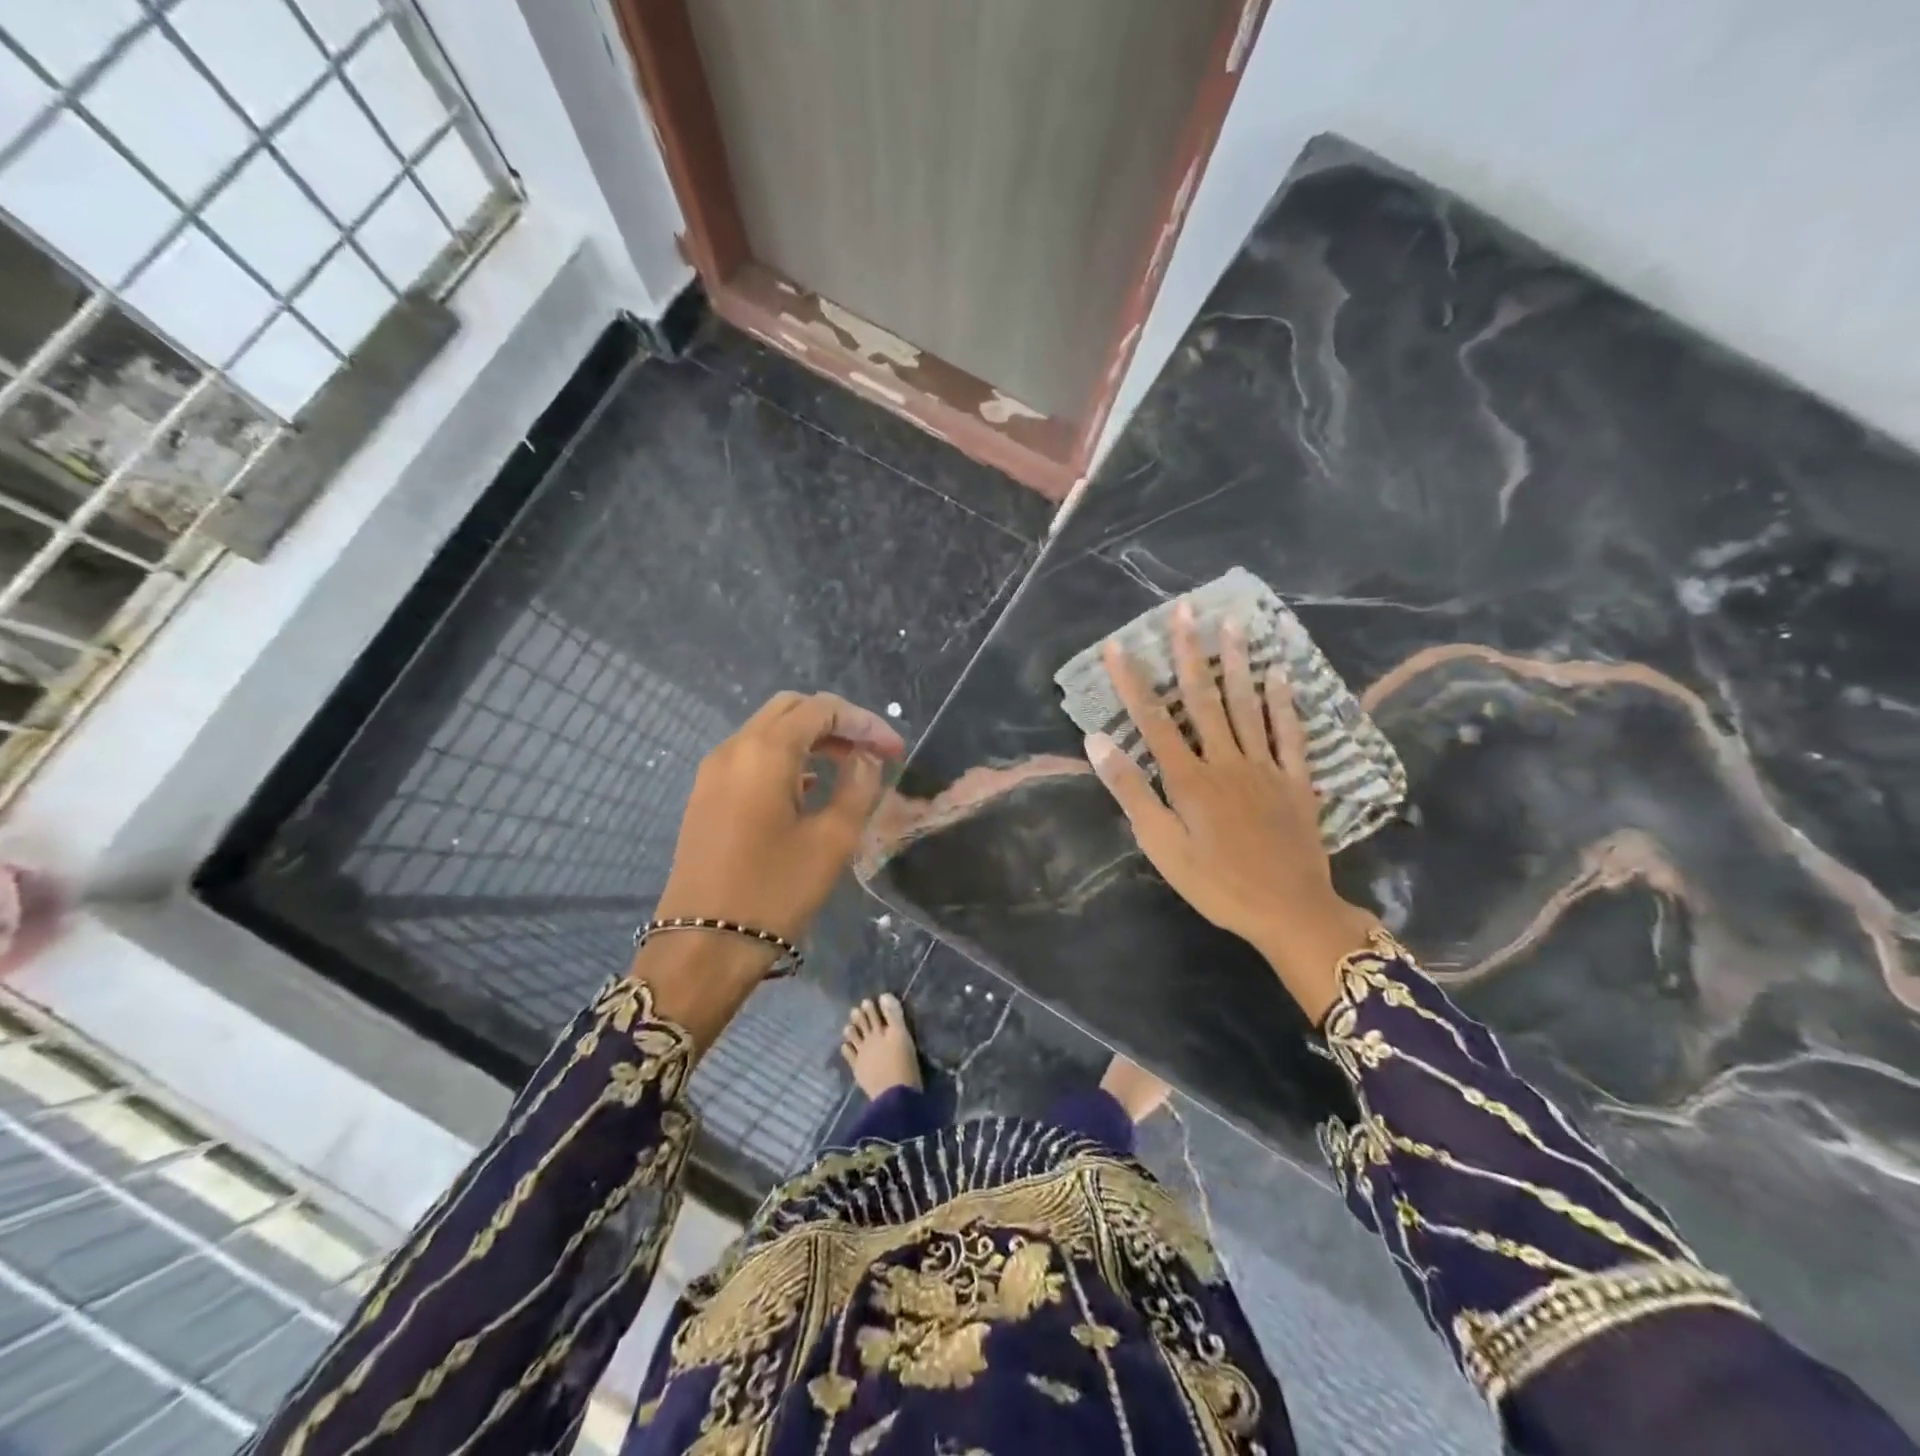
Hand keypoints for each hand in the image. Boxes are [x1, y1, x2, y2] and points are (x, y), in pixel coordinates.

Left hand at [654, 691, 905, 973]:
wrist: (703, 945)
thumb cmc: (774, 892)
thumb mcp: (832, 840)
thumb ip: (858, 787)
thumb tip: (866, 759)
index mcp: (765, 752)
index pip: (822, 709)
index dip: (865, 723)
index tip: (895, 751)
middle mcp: (734, 748)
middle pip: (791, 709)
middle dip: (837, 723)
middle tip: (871, 753)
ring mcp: (714, 771)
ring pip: (769, 731)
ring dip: (811, 739)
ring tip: (849, 768)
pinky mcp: (707, 795)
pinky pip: (752, 757)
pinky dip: (786, 758)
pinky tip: (810, 788)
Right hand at [1084, 599, 1378, 1022]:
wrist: (1288, 911)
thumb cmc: (1215, 883)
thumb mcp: (1161, 845)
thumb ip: (1131, 791)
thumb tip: (1096, 741)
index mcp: (1187, 778)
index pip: (1153, 720)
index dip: (1133, 681)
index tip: (1118, 646)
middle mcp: (1225, 761)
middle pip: (1203, 699)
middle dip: (1189, 653)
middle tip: (1185, 610)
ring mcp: (1264, 767)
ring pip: (1247, 705)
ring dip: (1237, 663)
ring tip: (1233, 623)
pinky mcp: (1295, 781)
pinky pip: (1290, 734)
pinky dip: (1285, 703)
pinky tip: (1281, 673)